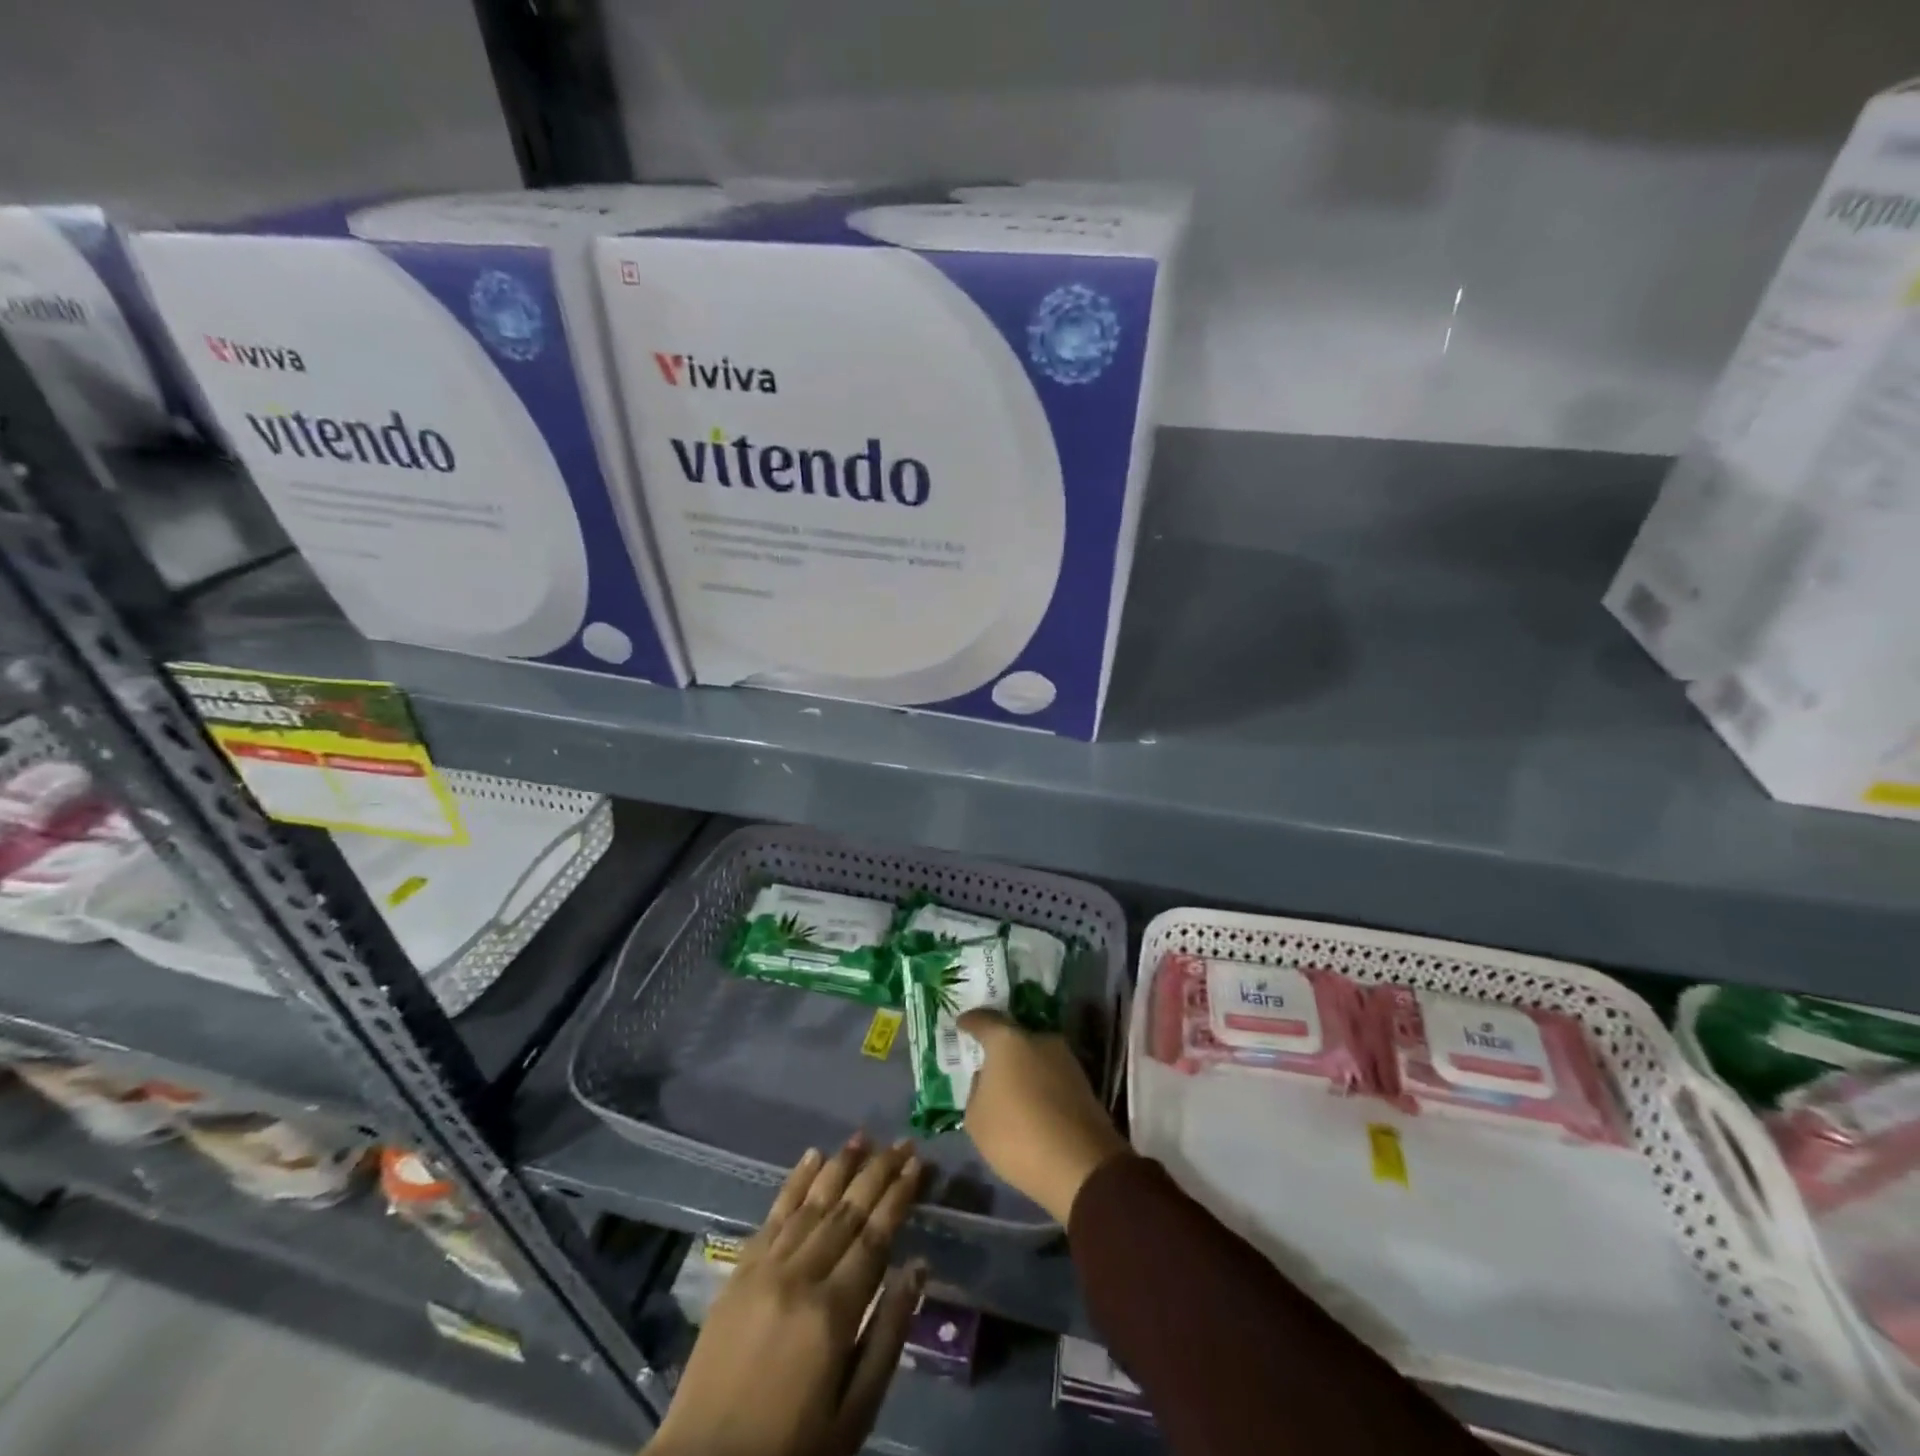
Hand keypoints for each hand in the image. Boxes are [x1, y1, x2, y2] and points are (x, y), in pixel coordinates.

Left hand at [651, 1137, 927, 1455]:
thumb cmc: (793, 1449)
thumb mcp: (854, 1413)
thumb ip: (888, 1335)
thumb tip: (918, 1267)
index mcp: (833, 1312)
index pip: (875, 1236)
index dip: (898, 1196)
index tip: (918, 1164)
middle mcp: (800, 1276)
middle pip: (847, 1211)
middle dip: (878, 1172)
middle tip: (902, 1142)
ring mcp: (765, 1269)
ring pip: (811, 1203)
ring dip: (840, 1166)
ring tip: (862, 1137)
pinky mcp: (738, 1272)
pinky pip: (772, 1216)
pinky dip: (794, 1183)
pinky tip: (811, 1158)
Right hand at [958, 1009, 1129, 1223]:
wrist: (1080, 1165)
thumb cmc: (1017, 1135)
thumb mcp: (976, 1118)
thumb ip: (976, 1089)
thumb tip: (987, 1077)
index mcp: (1007, 1040)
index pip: (984, 1020)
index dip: (971, 1022)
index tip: (962, 1024)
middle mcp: (1039, 1039)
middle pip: (1013, 1037)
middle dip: (1000, 1049)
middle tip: (988, 1064)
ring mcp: (1065, 1058)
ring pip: (1035, 1056)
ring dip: (1023, 1068)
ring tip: (1011, 1089)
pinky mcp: (1083, 1081)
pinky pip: (1051, 1075)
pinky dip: (1040, 1084)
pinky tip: (1033, 1103)